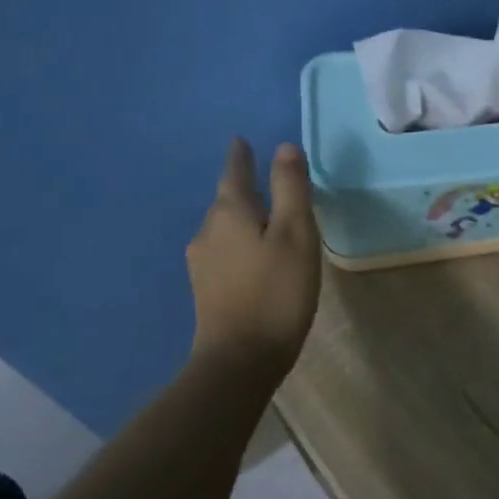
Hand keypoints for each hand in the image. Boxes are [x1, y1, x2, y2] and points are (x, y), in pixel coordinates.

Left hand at [187, 139, 321, 373]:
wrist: (240, 359)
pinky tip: (255, 256)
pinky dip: (241, 243)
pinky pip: (225, 251)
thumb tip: (284, 147)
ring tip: (266, 218)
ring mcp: (202, 262)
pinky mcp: (206, 288)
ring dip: (243, 218)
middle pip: (227, 200)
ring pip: (225, 227)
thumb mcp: (295, 234)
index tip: (240, 140)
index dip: (241, 156)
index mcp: (230, 213)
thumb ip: (290, 189)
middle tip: (267, 181)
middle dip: (244, 188)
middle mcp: (208, 231)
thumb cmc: (276, 290)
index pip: (234, 172)